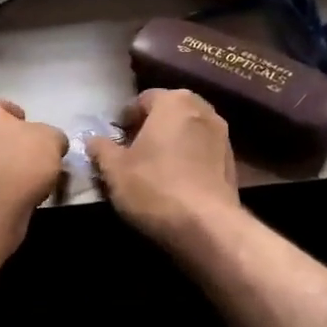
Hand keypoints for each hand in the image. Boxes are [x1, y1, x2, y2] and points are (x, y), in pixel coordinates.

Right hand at [87, 88, 240, 250]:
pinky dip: (188, 159)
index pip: (142, 99)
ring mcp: (223, 136)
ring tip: (153, 167)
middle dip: (150, 127)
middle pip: (168, 112)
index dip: (125, 118)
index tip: (115, 139)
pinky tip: (175, 182)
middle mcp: (203, 110)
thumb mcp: (114, 169)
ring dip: (171, 143)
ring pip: (187, 131)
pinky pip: (202, 152)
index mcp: (174, 101)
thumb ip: (101, 148)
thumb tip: (93, 140)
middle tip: (131, 150)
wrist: (207, 227)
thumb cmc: (154, 187)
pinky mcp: (233, 163)